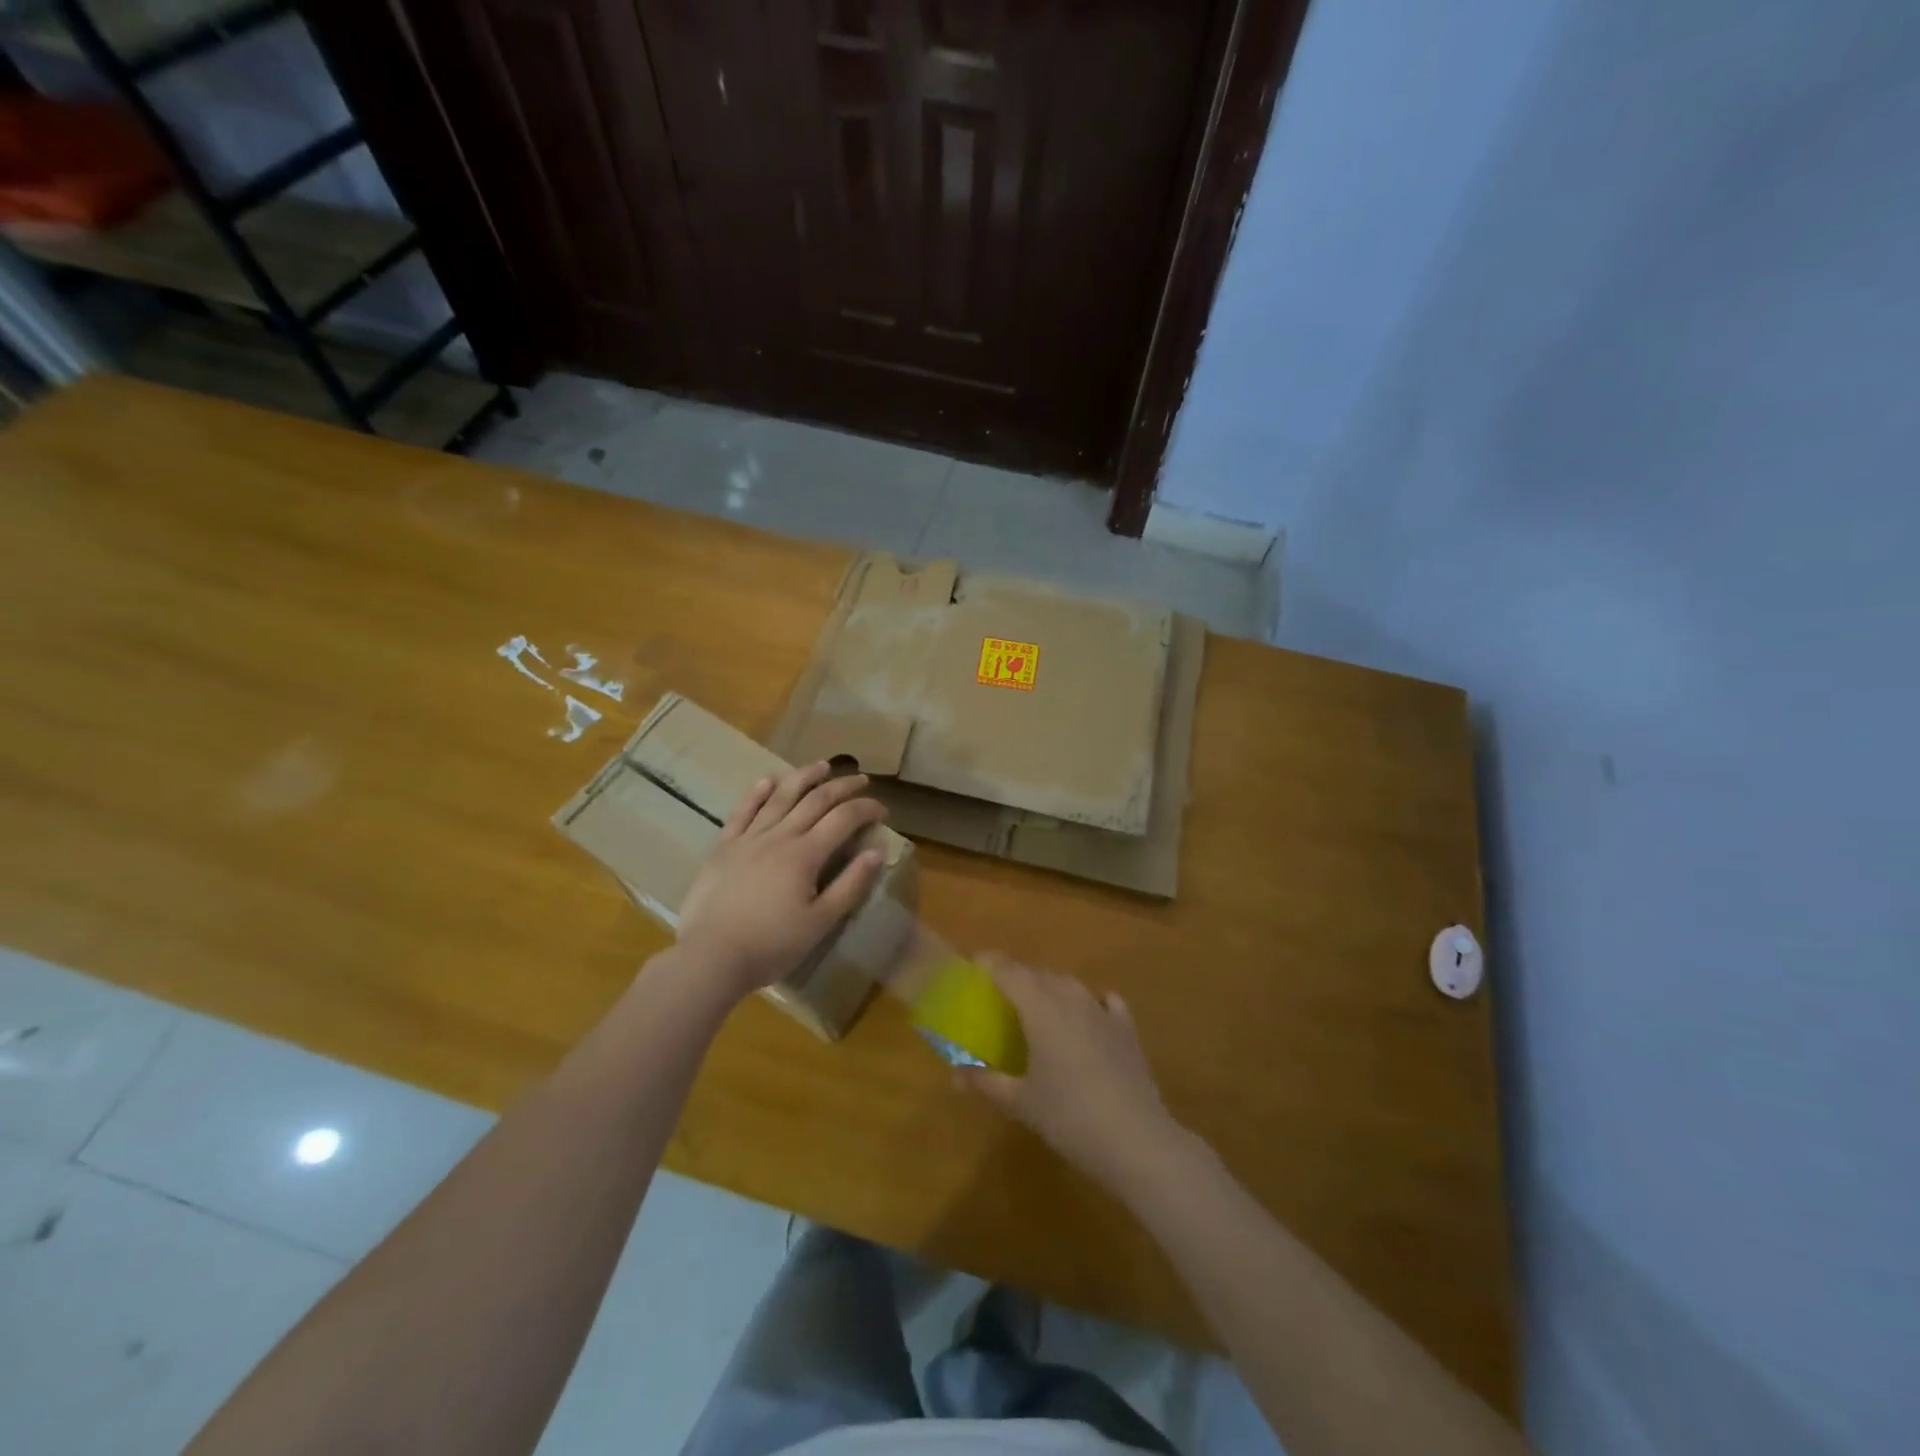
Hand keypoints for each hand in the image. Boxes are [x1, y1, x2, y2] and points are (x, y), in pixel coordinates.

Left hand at [675, 762, 887, 996]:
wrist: (710, 957)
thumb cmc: (771, 945)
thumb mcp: (820, 923)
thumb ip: (850, 885)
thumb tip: (877, 852)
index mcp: (806, 855)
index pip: (843, 819)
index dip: (866, 809)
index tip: (881, 810)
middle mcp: (779, 836)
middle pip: (815, 800)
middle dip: (842, 786)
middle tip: (861, 779)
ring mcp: (748, 838)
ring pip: (780, 797)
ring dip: (804, 777)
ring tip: (821, 765)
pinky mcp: (723, 847)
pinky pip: (742, 812)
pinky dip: (757, 794)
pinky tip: (767, 781)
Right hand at [957, 955, 1189, 1197]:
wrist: (1137, 1140)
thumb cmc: (1070, 1117)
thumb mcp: (1021, 1103)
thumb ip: (986, 1083)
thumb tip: (956, 1074)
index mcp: (1041, 1008)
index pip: (1009, 971)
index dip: (989, 964)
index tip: (974, 966)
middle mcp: (1071, 998)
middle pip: (1039, 975)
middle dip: (1017, 978)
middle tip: (999, 998)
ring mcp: (1103, 1011)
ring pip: (1070, 985)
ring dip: (1050, 989)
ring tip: (1037, 1008)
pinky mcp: (1127, 1029)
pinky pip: (1104, 1001)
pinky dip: (1090, 1002)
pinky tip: (1089, 1016)